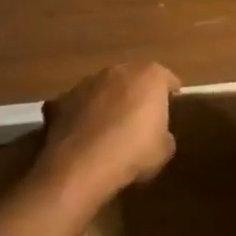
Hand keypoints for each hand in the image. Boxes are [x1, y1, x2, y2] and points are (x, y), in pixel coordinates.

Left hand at [37, 61, 179, 207]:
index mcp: (149, 76)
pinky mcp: (62, 98)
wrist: (82, 164)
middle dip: (137, 94)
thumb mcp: (164, 150)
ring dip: (108, 101)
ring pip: (104, 88)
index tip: (172, 105)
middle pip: (133, 78)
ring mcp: (87, 82)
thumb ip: (164, 135)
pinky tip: (84, 136)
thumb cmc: (133, 152)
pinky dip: (83, 115)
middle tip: (140, 117)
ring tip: (109, 127)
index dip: (170, 93)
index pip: (167, 79)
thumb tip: (158, 136)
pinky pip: (80, 105)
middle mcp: (119, 70)